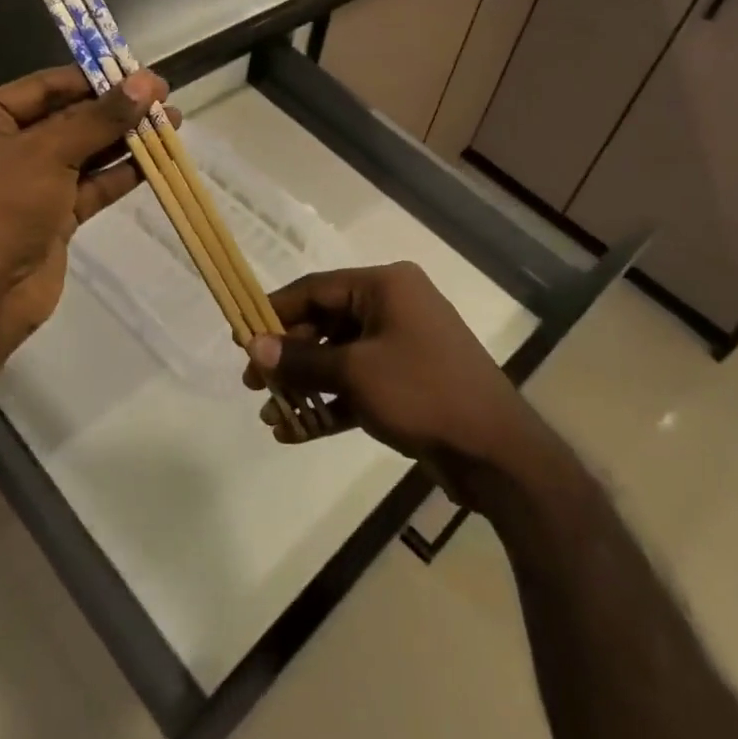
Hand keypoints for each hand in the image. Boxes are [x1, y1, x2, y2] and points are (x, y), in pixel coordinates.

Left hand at [0, 64, 169, 373]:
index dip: (95, 78)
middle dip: (116, 109)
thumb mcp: (49, 152)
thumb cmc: (0, 207)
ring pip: (84, 152)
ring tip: (172, 122)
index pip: (46, 86)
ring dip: (125, 138)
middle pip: (68, 117)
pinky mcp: (51, 215)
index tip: (141, 73)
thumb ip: (100, 117)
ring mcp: (28, 183)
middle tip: (164, 97)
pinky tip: (156, 160)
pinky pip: (90, 185)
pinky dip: (120, 173)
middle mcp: (2, 146)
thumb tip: (147, 82)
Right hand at [245, 262, 552, 501]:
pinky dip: (330, 404)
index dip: (276, 311)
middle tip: (252, 384)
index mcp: (385, 287)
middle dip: (288, 357)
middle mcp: (393, 307)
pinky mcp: (407, 383)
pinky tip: (296, 432)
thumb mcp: (356, 373)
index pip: (317, 288)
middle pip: (326, 323)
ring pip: (340, 358)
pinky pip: (358, 384)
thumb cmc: (422, 392)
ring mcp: (402, 346)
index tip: (241, 336)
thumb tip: (252, 347)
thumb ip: (301, 360)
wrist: (496, 452)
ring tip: (270, 415)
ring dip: (306, 386)